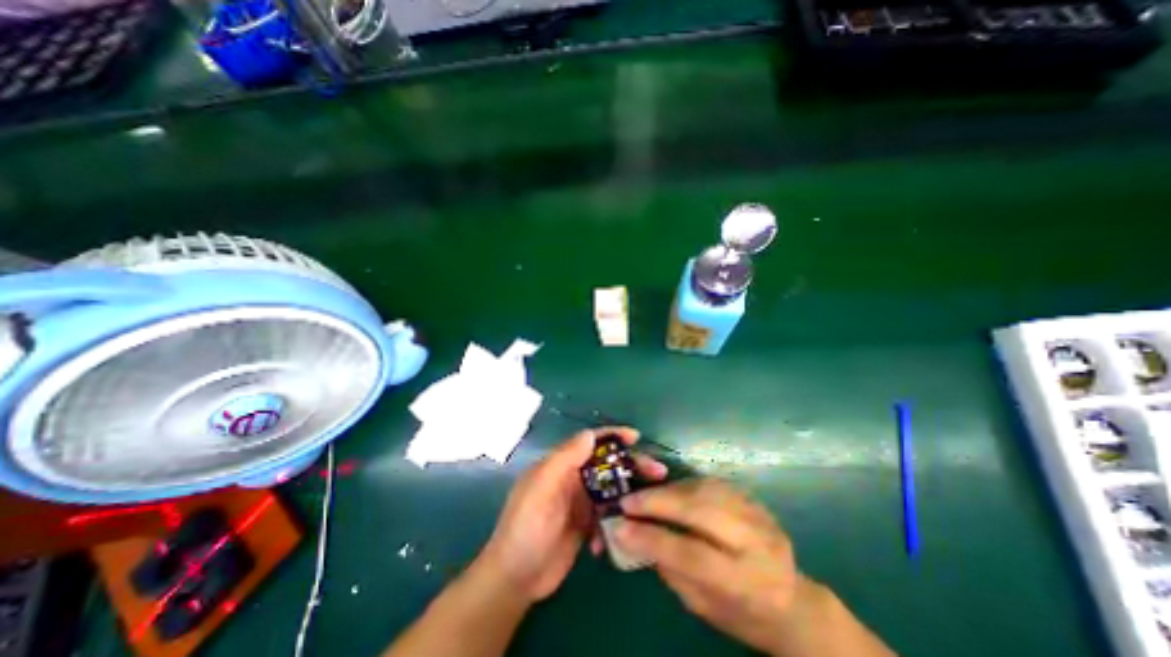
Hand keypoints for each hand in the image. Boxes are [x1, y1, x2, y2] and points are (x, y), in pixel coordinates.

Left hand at [475, 428, 667, 601]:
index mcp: (561, 465)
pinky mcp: (586, 524)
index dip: (612, 436)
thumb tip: (589, 434)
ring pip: (612, 488)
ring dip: (631, 493)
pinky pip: (609, 514)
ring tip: (652, 503)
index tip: (636, 437)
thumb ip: (564, 460)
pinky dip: (617, 520)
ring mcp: (580, 502)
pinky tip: (619, 535)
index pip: (589, 442)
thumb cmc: (525, 528)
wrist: (516, 579)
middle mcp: (573, 478)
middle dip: (631, 465)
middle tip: (658, 472)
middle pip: (607, 465)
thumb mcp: (541, 489)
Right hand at [614, 478, 816, 656]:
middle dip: (658, 501)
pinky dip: (685, 485)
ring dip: (669, 489)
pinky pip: (711, 483)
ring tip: (645, 495)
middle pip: (699, 509)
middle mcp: (755, 542)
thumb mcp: (703, 605)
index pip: (692, 553)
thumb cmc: (742, 613)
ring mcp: (757, 514)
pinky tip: (670, 491)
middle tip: (627, 500)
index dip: (652, 537)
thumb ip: (670, 567)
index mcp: (746, 582)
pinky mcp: (752, 498)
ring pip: (704, 489)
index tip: (620, 526)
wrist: (792, 601)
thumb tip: (633, 534)